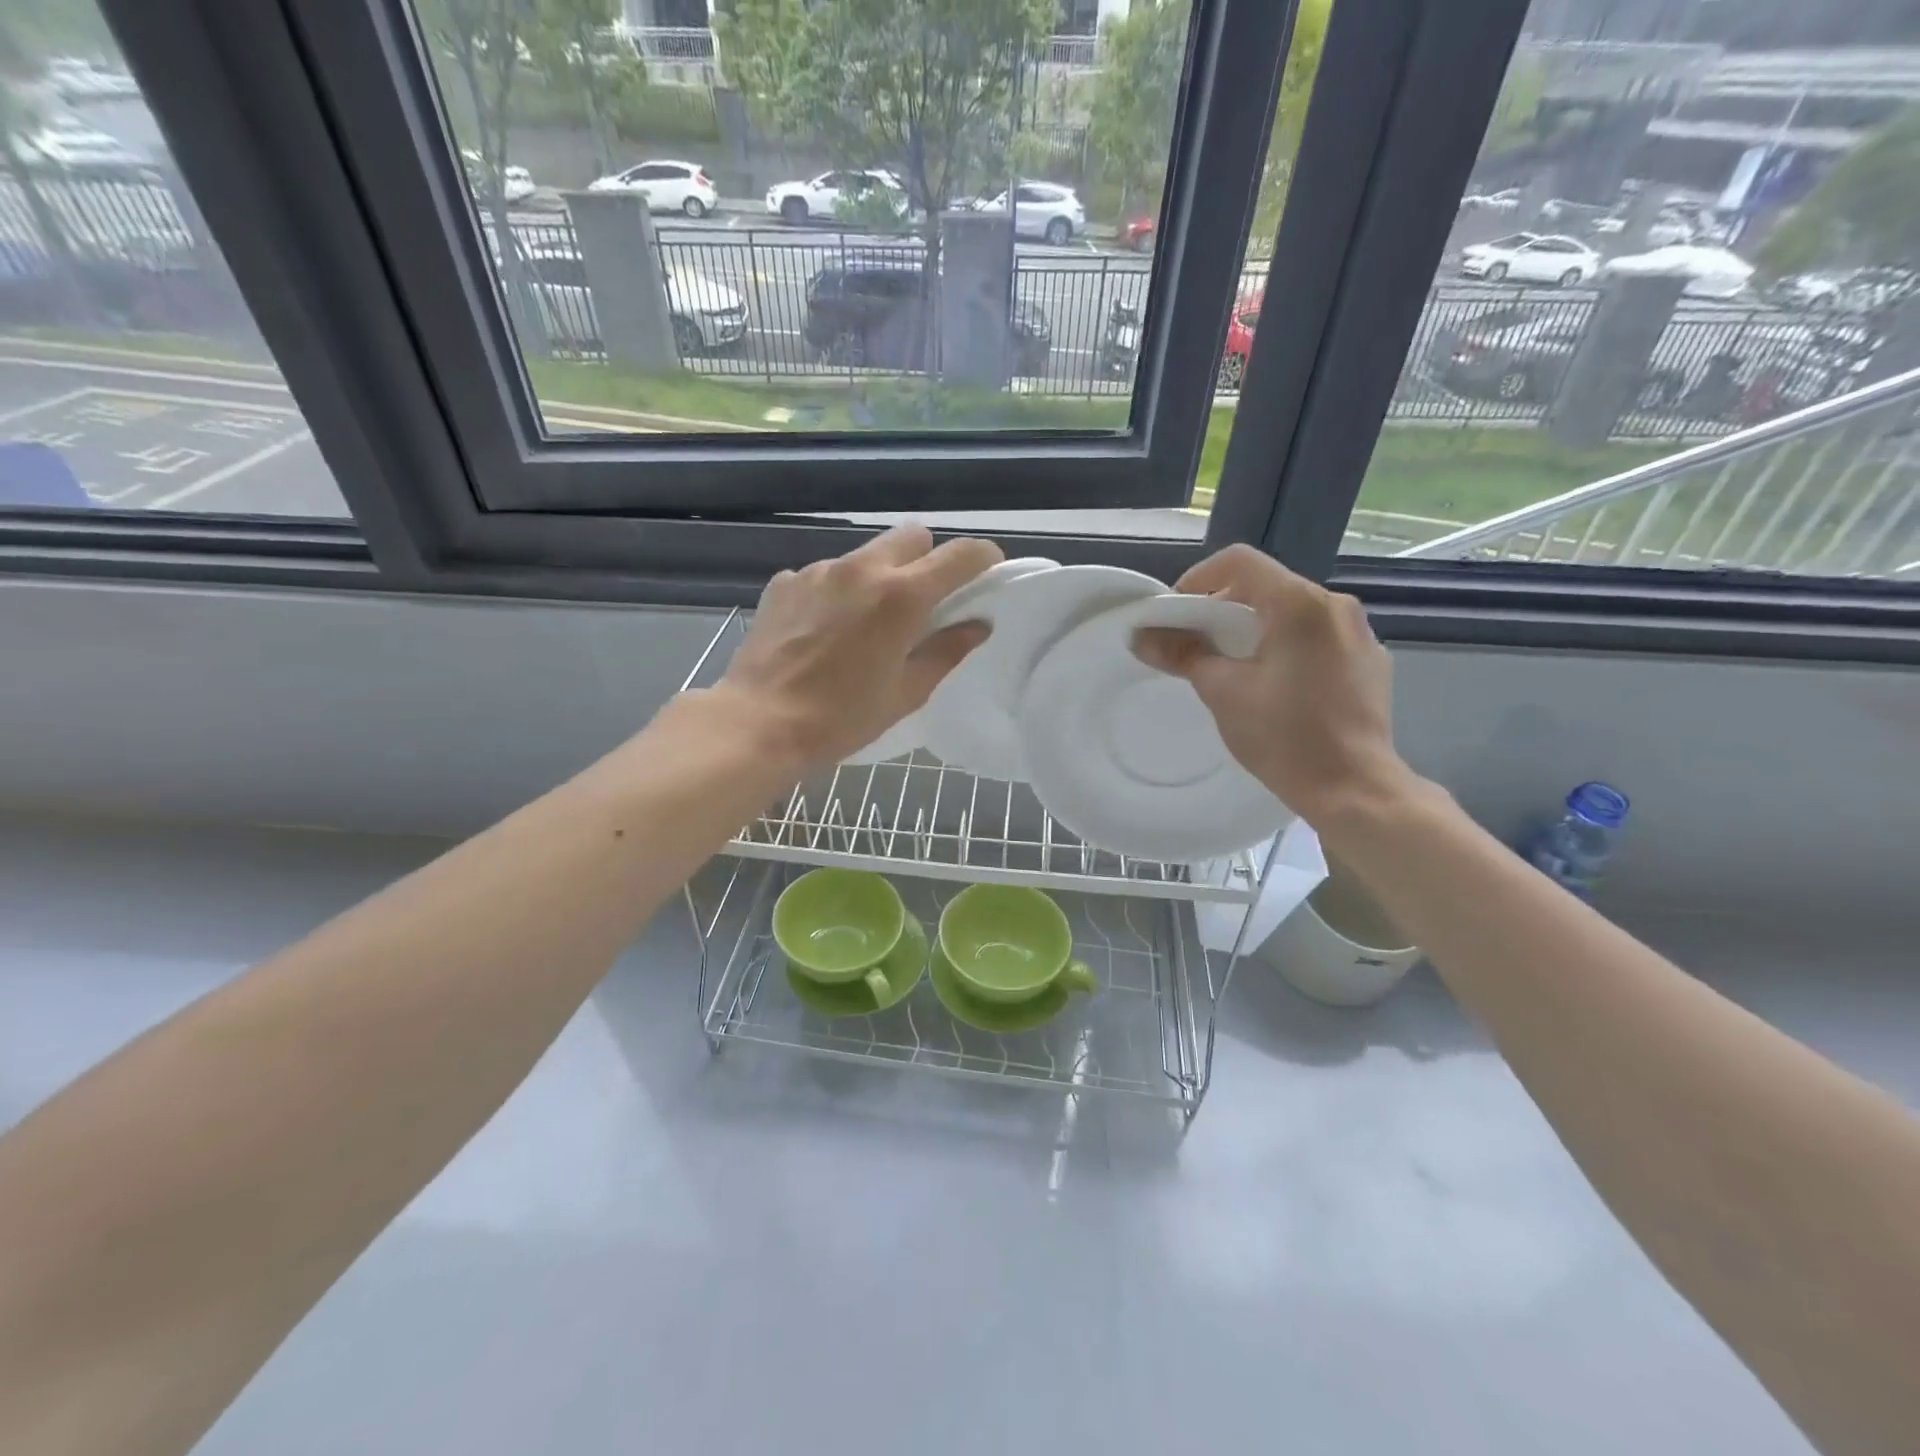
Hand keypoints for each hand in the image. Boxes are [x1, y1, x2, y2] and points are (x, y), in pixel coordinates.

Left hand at [714, 524, 1002, 770]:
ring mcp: (819, 570)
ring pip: (867, 554)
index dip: (983, 560)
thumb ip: (947, 651)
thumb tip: (978, 624)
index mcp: (902, 597)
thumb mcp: (906, 693)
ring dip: (880, 576)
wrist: (759, 723)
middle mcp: (862, 568)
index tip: (985, 576)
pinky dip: (838, 591)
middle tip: (922, 603)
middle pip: (912, 536)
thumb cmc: (842, 717)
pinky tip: (824, 629)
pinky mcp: (786, 582)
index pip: (961, 555)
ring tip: (866, 622)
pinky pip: (826, 573)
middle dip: (927, 560)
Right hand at [1134, 544, 1416, 825]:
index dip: (1197, 579)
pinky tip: (1275, 685)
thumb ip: (1183, 654)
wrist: (1353, 788)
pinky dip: (1287, 645)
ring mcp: (1359, 633)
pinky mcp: (1370, 661)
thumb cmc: (1284, 736)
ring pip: (1293, 611)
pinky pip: (1318, 636)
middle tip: (1195, 643)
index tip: (1176, 615)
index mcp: (1299, 604)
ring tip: (1233, 667)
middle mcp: (1335, 605)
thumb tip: (1142, 636)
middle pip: (1266, 585)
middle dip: (1223, 608)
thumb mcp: (1223, 692)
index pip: (1239, 561)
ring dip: (1255, 628)